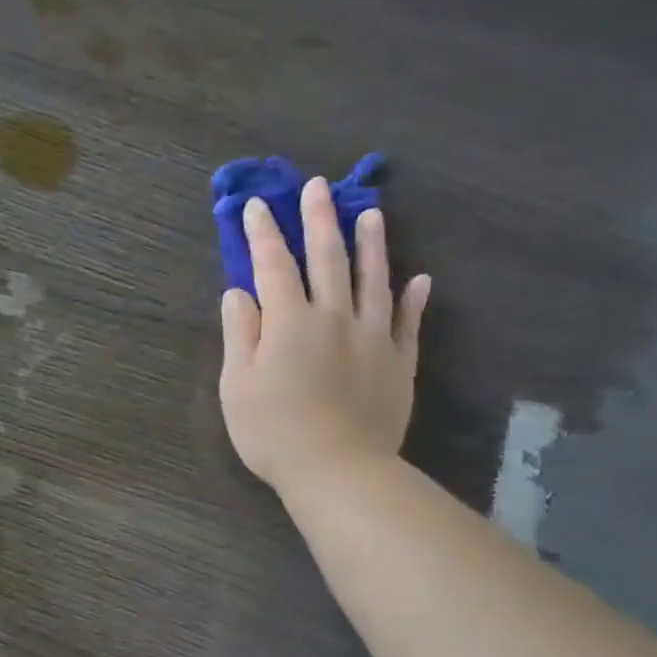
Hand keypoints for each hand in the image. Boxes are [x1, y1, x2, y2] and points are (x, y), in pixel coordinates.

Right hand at [219, 178, 431, 488]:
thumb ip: (240, 333)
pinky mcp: (399, 362)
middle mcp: (335, 317)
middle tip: (318, 187)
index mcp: (290, 321)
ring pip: (374, 279)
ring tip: (371, 214)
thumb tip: (239, 292)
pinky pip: (408, 322)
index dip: (264, 234)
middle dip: (320, 220)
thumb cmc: (273, 430)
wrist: (337, 469)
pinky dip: (413, 299)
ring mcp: (373, 337)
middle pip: (328, 259)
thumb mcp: (238, 384)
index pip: (274, 265)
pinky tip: (419, 280)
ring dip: (372, 244)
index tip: (256, 205)